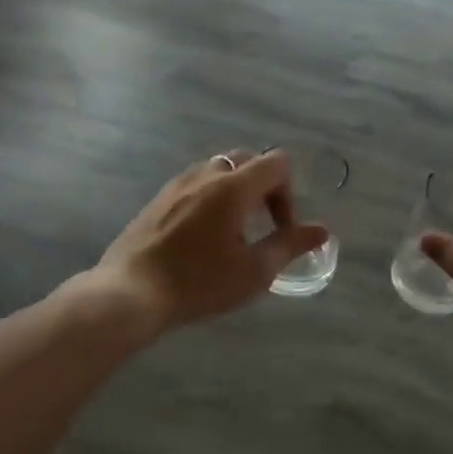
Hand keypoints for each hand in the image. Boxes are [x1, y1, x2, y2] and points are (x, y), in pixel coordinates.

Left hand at [96, 150, 330, 332]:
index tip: (281, 229)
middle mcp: (206, 174)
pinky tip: (203, 239)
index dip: (289, 193)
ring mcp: (178, 184)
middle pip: (248, 160)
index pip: (277, 162)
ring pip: (220, 171)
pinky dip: (212, 199)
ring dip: (237, 192)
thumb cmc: (199, 282)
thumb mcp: (254, 271)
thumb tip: (322, 231)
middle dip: (265, 188)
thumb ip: (290, 245)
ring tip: (233, 234)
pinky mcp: (158, 199)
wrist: (129, 293)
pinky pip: (196, 185)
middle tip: (263, 227)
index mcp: (234, 186)